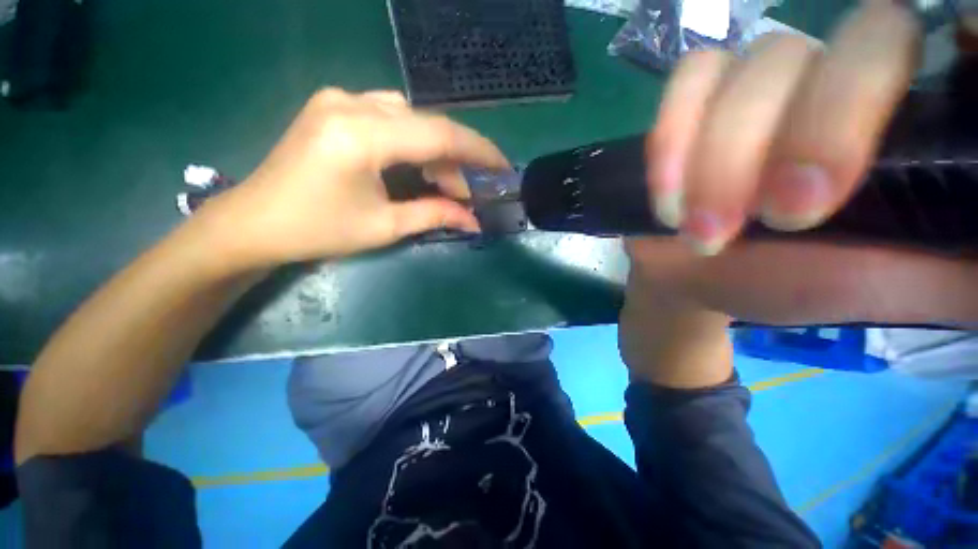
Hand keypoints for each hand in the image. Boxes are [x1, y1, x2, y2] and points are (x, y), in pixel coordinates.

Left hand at [197, 89, 508, 268]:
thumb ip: (435, 215)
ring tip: (442, 186)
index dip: (478, 151)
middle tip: (465, 195)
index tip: (503, 167)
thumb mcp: (384, 226)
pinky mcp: (333, 106)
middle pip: (426, 125)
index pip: (440, 134)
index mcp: (362, 135)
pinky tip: (414, 165)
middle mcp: (351, 103)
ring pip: (410, 118)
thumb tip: (474, 221)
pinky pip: (389, 116)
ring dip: (434, 152)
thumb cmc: (318, 230)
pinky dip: (412, 142)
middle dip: (455, 161)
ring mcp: (338, 99)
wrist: (255, 223)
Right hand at [626, 2, 977, 328]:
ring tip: (704, 231)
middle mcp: (841, 77)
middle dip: (818, 133)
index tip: (917, 117)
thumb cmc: (789, 281)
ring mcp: (762, 79)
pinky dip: (673, 137)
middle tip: (782, 217)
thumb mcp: (888, 289)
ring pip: (760, 66)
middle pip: (856, 44)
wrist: (696, 272)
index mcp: (903, 121)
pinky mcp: (696, 98)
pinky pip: (689, 79)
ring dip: (723, 160)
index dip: (952, 47)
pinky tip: (667, 194)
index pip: (934, 48)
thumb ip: (961, 274)